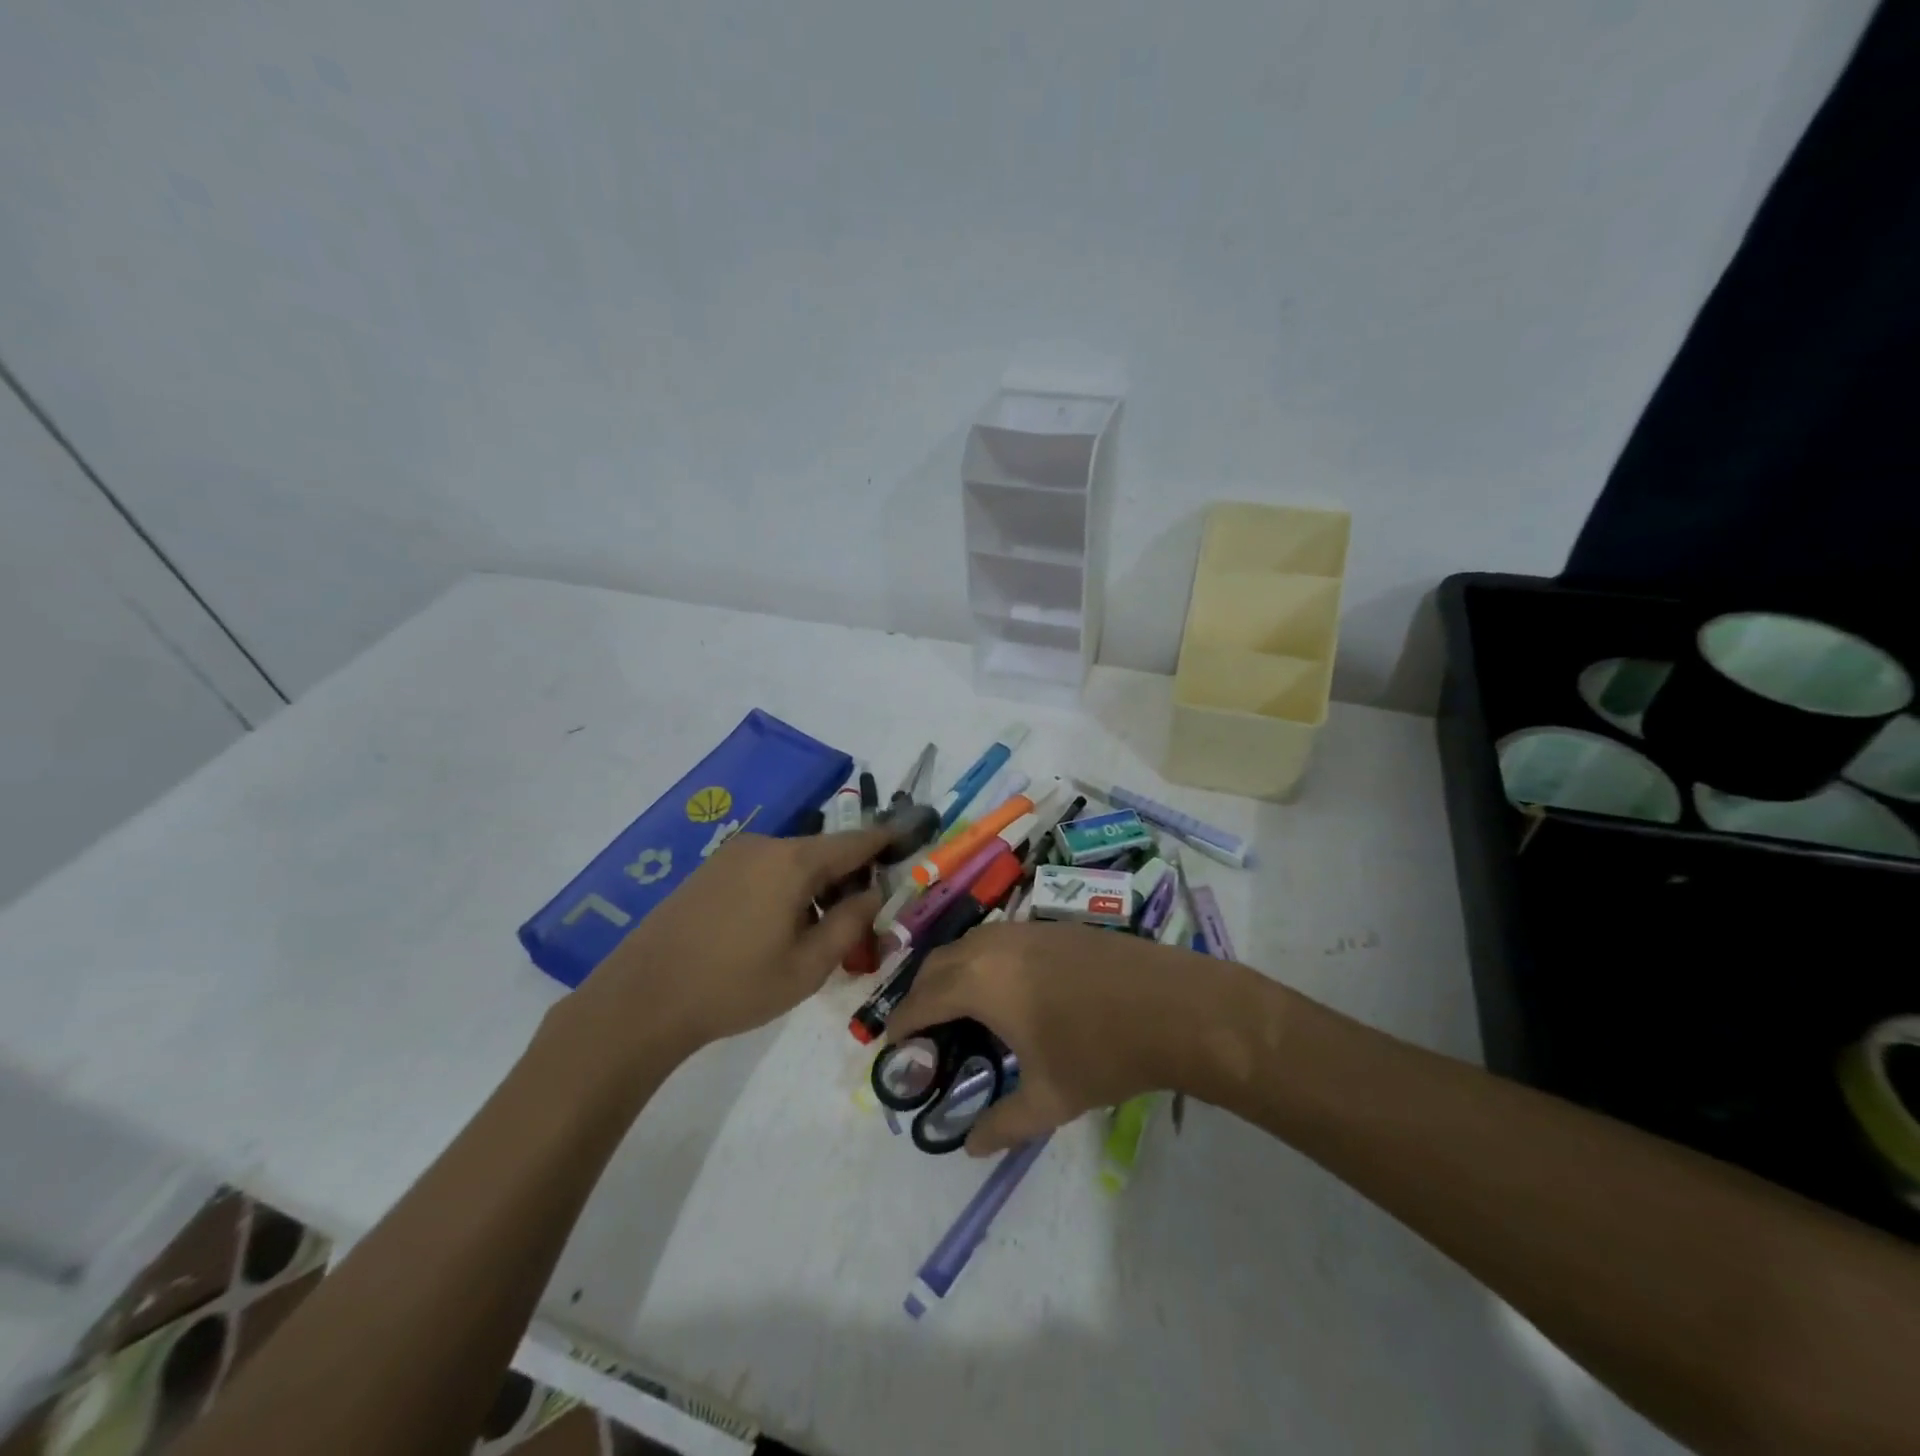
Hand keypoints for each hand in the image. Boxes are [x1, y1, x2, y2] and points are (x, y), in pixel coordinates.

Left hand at [556, 828, 891, 1065]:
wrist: (642, 999)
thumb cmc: (736, 985)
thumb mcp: (808, 966)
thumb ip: (850, 924)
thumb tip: (873, 894)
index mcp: (793, 861)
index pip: (854, 842)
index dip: (885, 841)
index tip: (908, 840)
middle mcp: (764, 845)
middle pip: (822, 852)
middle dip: (847, 877)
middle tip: (859, 918)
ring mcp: (731, 855)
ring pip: (791, 862)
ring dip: (813, 886)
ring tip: (815, 932)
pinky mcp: (709, 871)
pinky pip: (762, 869)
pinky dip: (783, 888)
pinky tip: (774, 928)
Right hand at [886, 920, 1244, 1155]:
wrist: (1173, 1005)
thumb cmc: (1102, 1052)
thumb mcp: (1049, 1099)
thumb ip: (1003, 1124)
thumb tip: (971, 1146)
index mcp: (981, 982)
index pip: (923, 999)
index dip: (902, 1022)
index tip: (891, 1043)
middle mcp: (994, 945)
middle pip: (938, 963)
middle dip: (921, 993)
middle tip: (922, 1029)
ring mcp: (1027, 929)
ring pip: (969, 944)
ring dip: (952, 972)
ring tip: (959, 1008)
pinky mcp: (1054, 926)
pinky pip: (999, 939)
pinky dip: (983, 960)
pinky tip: (1006, 988)